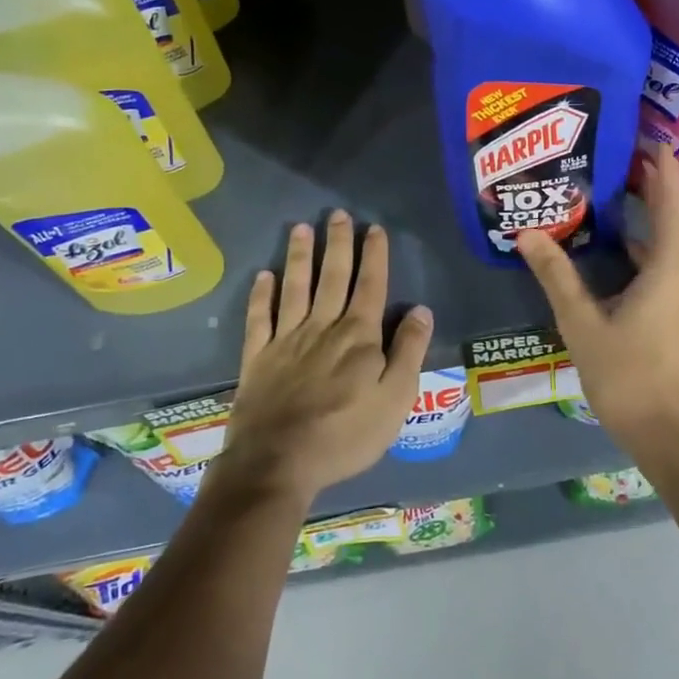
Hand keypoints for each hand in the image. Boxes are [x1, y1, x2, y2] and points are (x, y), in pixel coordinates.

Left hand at [215, 211, 433, 505]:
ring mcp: (286, 340)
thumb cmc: (345, 435)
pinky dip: (261, 295)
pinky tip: (263, 276)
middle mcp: (323, 327)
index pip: (371, 285)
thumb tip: (421, 310)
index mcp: (359, 336)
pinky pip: (259, 318)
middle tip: (337, 214)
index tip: (375, 229)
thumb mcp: (395, 400)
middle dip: (337, 244)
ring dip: (299, 257)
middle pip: (332, 277)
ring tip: (300, 228)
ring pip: (295, 288)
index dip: (374, 256)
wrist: (278, 463)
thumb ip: (409, 352)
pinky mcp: (257, 358)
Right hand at [518, 144, 678, 455]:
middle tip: (612, 157)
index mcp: (675, 263)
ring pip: (676, 239)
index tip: (637, 134)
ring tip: (611, 193)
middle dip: (650, 182)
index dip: (659, 162)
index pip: (673, 195)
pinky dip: (651, 244)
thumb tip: (526, 233)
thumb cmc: (628, 375)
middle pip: (677, 212)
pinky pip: (675, 261)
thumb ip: (556, 274)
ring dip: (651, 214)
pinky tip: (619, 248)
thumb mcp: (583, 322)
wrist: (671, 436)